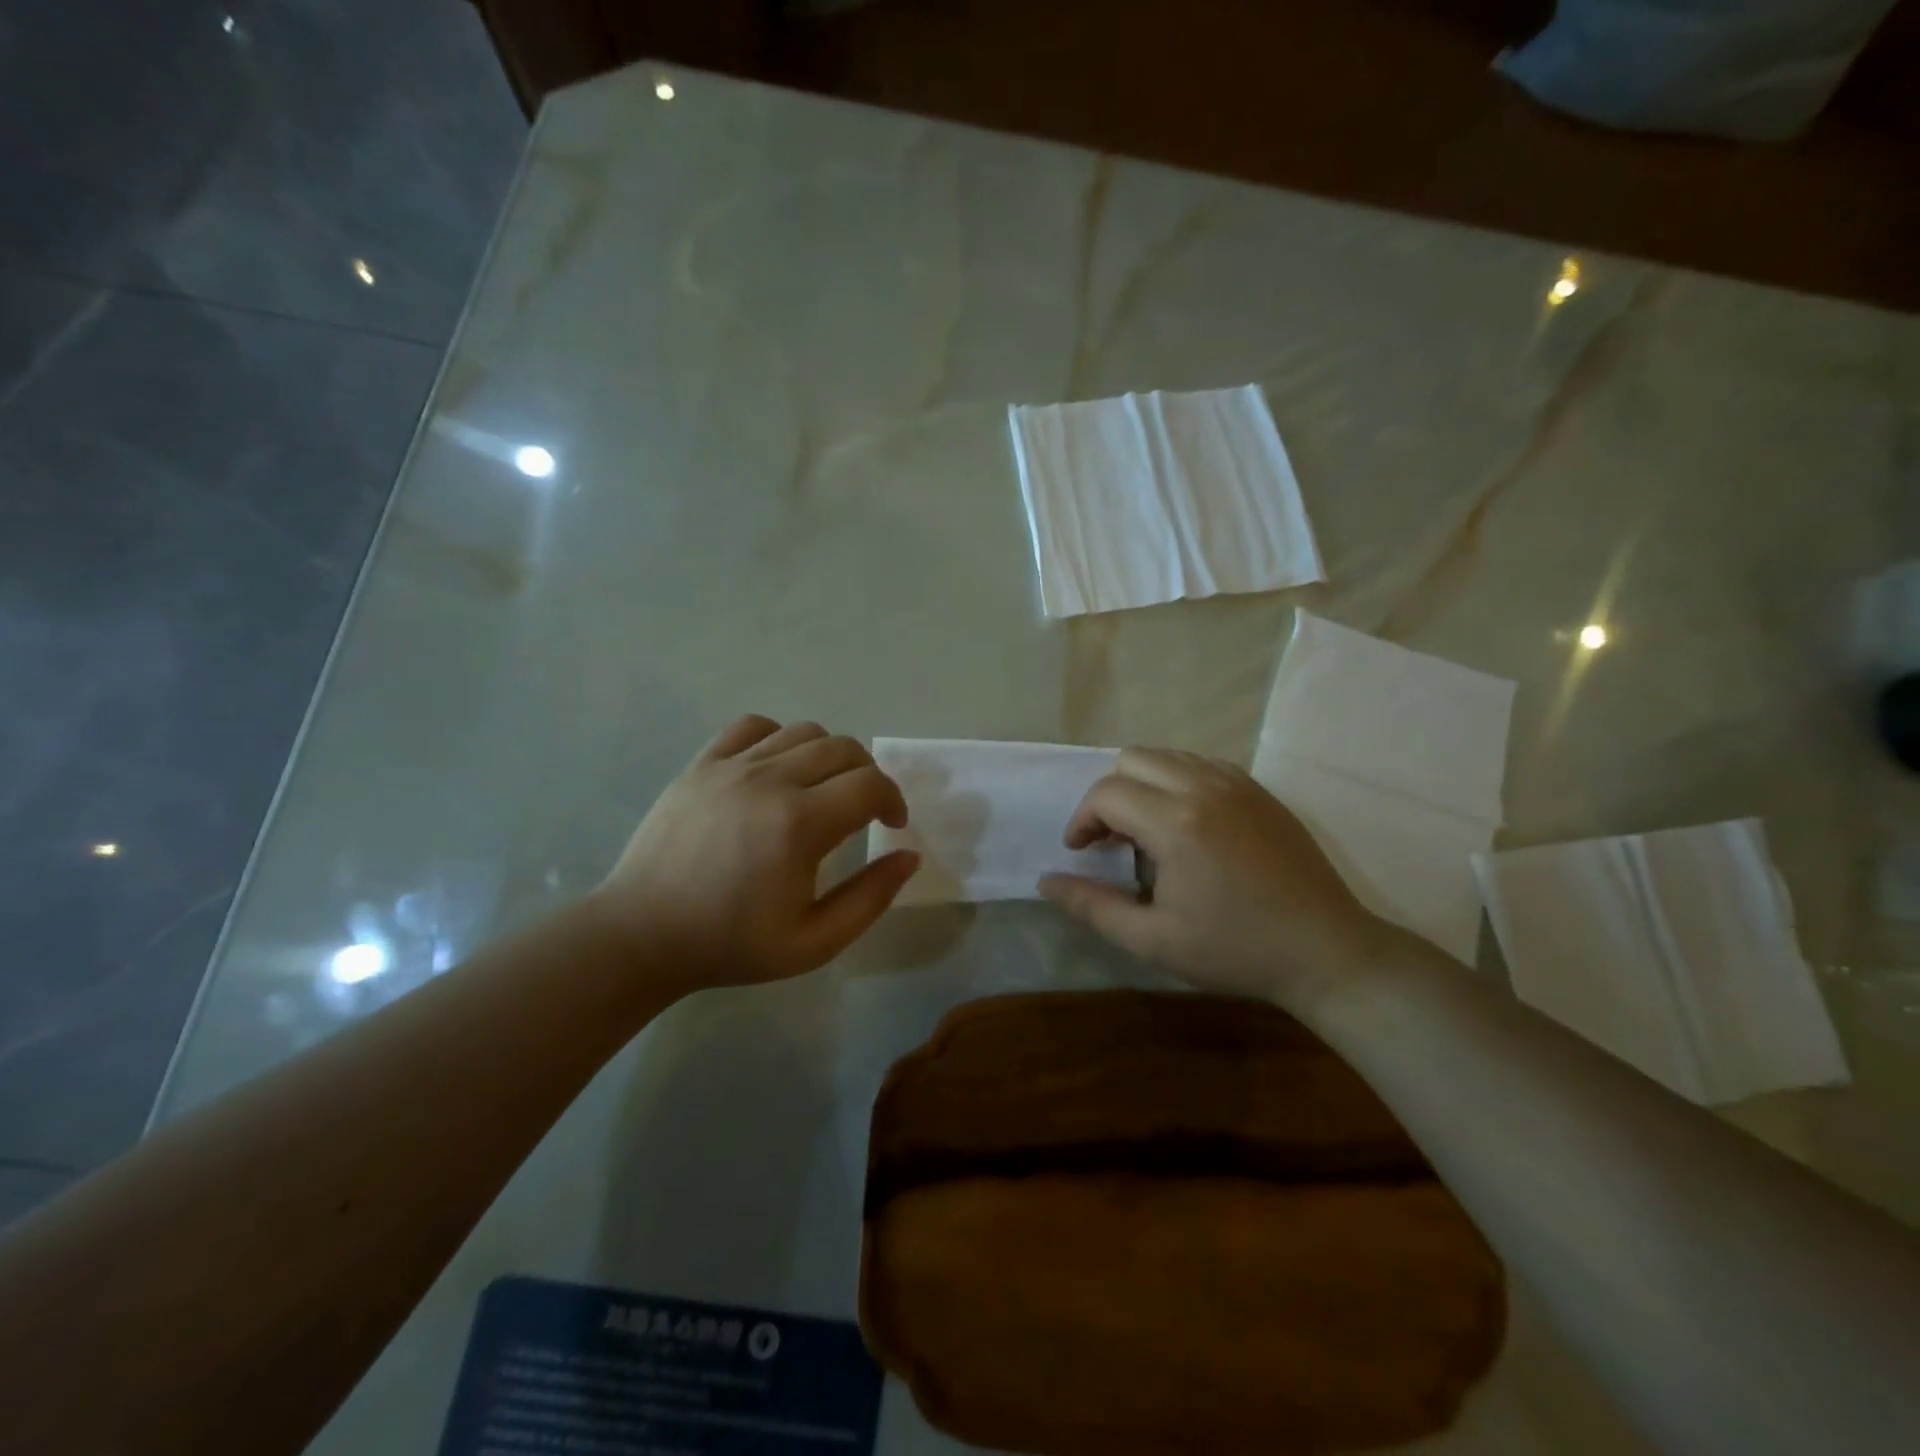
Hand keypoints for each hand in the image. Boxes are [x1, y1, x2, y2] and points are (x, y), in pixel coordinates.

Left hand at [589, 716, 918, 989]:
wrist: (642, 935)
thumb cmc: (731, 945)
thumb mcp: (814, 942)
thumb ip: (871, 898)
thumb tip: (908, 856)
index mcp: (800, 825)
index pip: (871, 785)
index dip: (893, 800)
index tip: (890, 824)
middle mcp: (770, 781)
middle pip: (844, 749)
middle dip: (868, 776)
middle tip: (862, 810)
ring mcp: (731, 766)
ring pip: (804, 732)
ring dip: (829, 756)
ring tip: (821, 790)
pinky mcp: (701, 764)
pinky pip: (753, 726)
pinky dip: (779, 738)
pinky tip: (776, 769)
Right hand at [1039, 749, 1387, 1010]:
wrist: (1326, 952)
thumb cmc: (1235, 951)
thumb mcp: (1153, 940)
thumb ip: (1093, 906)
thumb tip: (1046, 882)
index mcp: (1176, 822)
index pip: (1107, 793)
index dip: (1082, 820)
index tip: (1081, 852)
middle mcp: (1205, 788)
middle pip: (1133, 759)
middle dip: (1109, 795)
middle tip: (1110, 840)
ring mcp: (1238, 783)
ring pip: (1168, 756)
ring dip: (1143, 784)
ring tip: (1147, 830)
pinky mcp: (1260, 790)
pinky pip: (1202, 764)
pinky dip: (1178, 781)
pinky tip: (1186, 823)